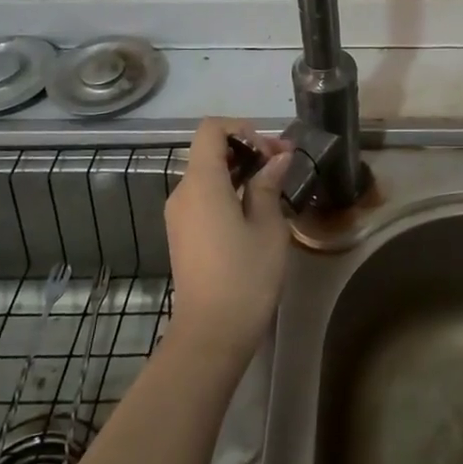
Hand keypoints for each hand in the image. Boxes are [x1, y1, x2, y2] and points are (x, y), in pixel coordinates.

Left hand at [165, 119, 293, 353]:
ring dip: (240, 170)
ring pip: (208, 174)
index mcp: (201, 183)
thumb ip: (268, 184)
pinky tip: (255, 209)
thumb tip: (277, 158)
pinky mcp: (183, 233)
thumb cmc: (245, 275)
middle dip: (247, 149)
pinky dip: (228, 190)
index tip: (271, 151)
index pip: (211, 129)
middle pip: (209, 150)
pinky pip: (204, 196)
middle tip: (283, 165)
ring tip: (274, 186)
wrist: (211, 334)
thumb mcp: (267, 226)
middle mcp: (183, 192)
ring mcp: (179, 215)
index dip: (243, 129)